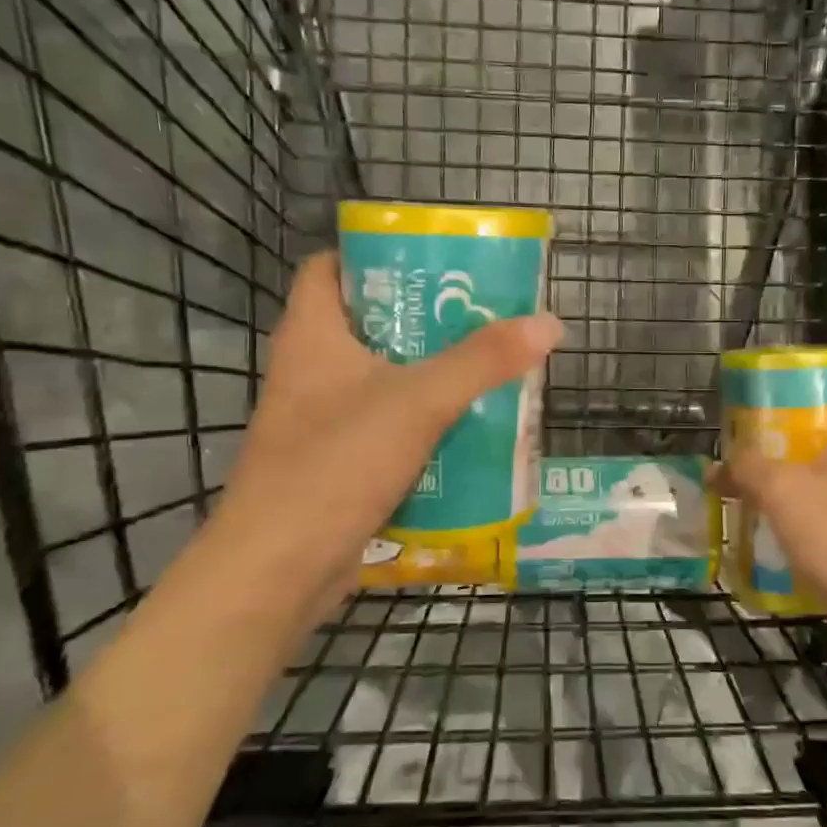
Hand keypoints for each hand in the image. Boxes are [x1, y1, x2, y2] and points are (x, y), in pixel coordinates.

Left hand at [202, 251, 561, 605]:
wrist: (278, 572)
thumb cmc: (335, 465)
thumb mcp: (418, 402)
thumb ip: (483, 361)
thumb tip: (549, 324)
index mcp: (313, 335)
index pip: (331, 267)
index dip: (376, 254)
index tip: (432, 261)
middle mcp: (311, 370)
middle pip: (371, 323)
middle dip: (427, 318)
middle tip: (484, 312)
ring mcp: (321, 420)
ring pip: (384, 379)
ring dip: (432, 373)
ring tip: (490, 364)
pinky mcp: (336, 463)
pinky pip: (387, 426)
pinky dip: (424, 422)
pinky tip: (470, 427)